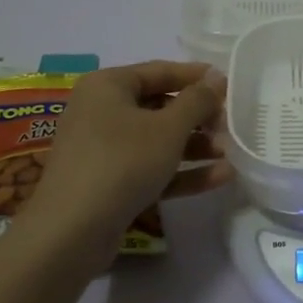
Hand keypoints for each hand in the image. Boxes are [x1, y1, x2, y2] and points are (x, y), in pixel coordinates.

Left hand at [25, 62, 231, 258]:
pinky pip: (150, 168)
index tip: (230, 85)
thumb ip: (197, 100)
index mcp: (108, 85)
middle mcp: (101, 111)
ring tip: (230, 154)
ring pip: (157, 140)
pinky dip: (181, 171)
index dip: (197, 77)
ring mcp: (103, 149)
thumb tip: (216, 77)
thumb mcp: (168, 128)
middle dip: (198, 118)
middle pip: (159, 106)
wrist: (71, 231)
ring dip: (195, 146)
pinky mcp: (109, 183)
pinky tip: (219, 178)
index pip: (160, 71)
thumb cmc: (122, 162)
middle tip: (230, 125)